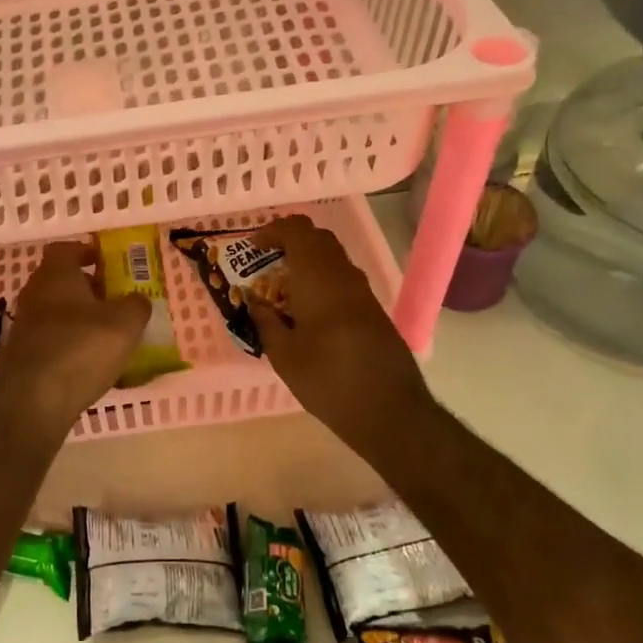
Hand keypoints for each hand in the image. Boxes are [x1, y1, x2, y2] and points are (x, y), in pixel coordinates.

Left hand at [0, 242, 151, 432]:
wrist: (32, 402)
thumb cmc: (81, 349)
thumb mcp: (125, 324)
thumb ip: (136, 305)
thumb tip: (137, 300)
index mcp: (55, 275)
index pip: (65, 249)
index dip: (86, 251)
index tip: (105, 262)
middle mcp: (34, 294)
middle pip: (59, 280)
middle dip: (86, 287)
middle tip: (113, 300)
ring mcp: (23, 325)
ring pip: (55, 311)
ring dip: (78, 318)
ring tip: (106, 335)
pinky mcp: (21, 355)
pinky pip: (50, 339)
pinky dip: (68, 343)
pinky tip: (88, 363)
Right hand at [248, 215, 431, 464]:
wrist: (389, 411)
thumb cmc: (327, 380)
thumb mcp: (283, 355)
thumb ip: (266, 321)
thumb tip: (256, 303)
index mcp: (318, 278)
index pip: (297, 231)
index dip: (273, 232)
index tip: (253, 247)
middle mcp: (343, 276)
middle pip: (318, 238)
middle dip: (290, 242)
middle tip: (266, 263)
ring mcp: (362, 292)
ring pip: (332, 258)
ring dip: (306, 261)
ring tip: (282, 288)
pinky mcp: (372, 310)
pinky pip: (342, 279)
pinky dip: (321, 280)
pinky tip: (307, 310)